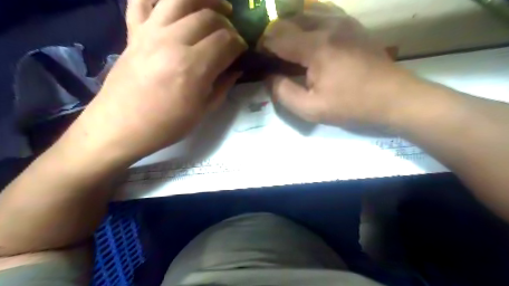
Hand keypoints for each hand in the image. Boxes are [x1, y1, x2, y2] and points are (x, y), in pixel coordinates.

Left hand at [65, 0, 247, 162]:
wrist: (121, 127)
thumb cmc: (166, 125)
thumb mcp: (203, 111)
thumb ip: (223, 86)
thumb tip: (236, 69)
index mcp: (193, 67)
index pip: (226, 41)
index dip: (240, 44)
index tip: (242, 52)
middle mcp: (173, 41)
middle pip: (208, 17)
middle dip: (227, 25)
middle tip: (231, 37)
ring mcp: (150, 32)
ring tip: (216, 7)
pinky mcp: (133, 32)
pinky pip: (142, 0)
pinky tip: (174, 4)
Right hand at [260, 2, 419, 129]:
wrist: (394, 98)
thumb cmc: (351, 106)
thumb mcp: (311, 109)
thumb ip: (283, 93)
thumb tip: (268, 77)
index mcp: (315, 47)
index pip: (276, 37)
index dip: (262, 47)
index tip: (259, 61)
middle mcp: (327, 25)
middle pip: (288, 20)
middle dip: (274, 36)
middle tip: (271, 57)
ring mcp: (342, 21)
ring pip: (304, 12)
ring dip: (290, 27)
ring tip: (286, 47)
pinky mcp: (352, 24)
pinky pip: (322, 13)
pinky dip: (307, 22)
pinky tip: (307, 37)